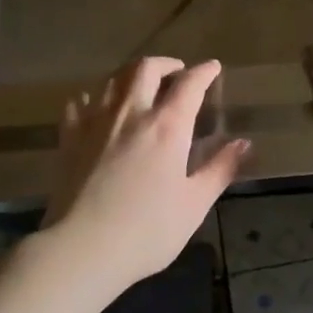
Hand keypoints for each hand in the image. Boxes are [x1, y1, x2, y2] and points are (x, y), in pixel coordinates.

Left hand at [40, 57, 248, 300]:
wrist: (82, 249)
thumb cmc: (147, 231)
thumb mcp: (194, 204)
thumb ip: (219, 169)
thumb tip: (243, 144)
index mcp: (167, 126)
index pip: (190, 84)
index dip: (204, 72)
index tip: (213, 68)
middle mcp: (131, 112)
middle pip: (146, 69)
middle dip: (166, 64)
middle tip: (177, 73)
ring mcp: (95, 121)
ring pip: (113, 78)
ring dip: (132, 74)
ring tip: (141, 85)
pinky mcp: (69, 136)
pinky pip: (80, 101)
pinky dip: (96, 96)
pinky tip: (99, 107)